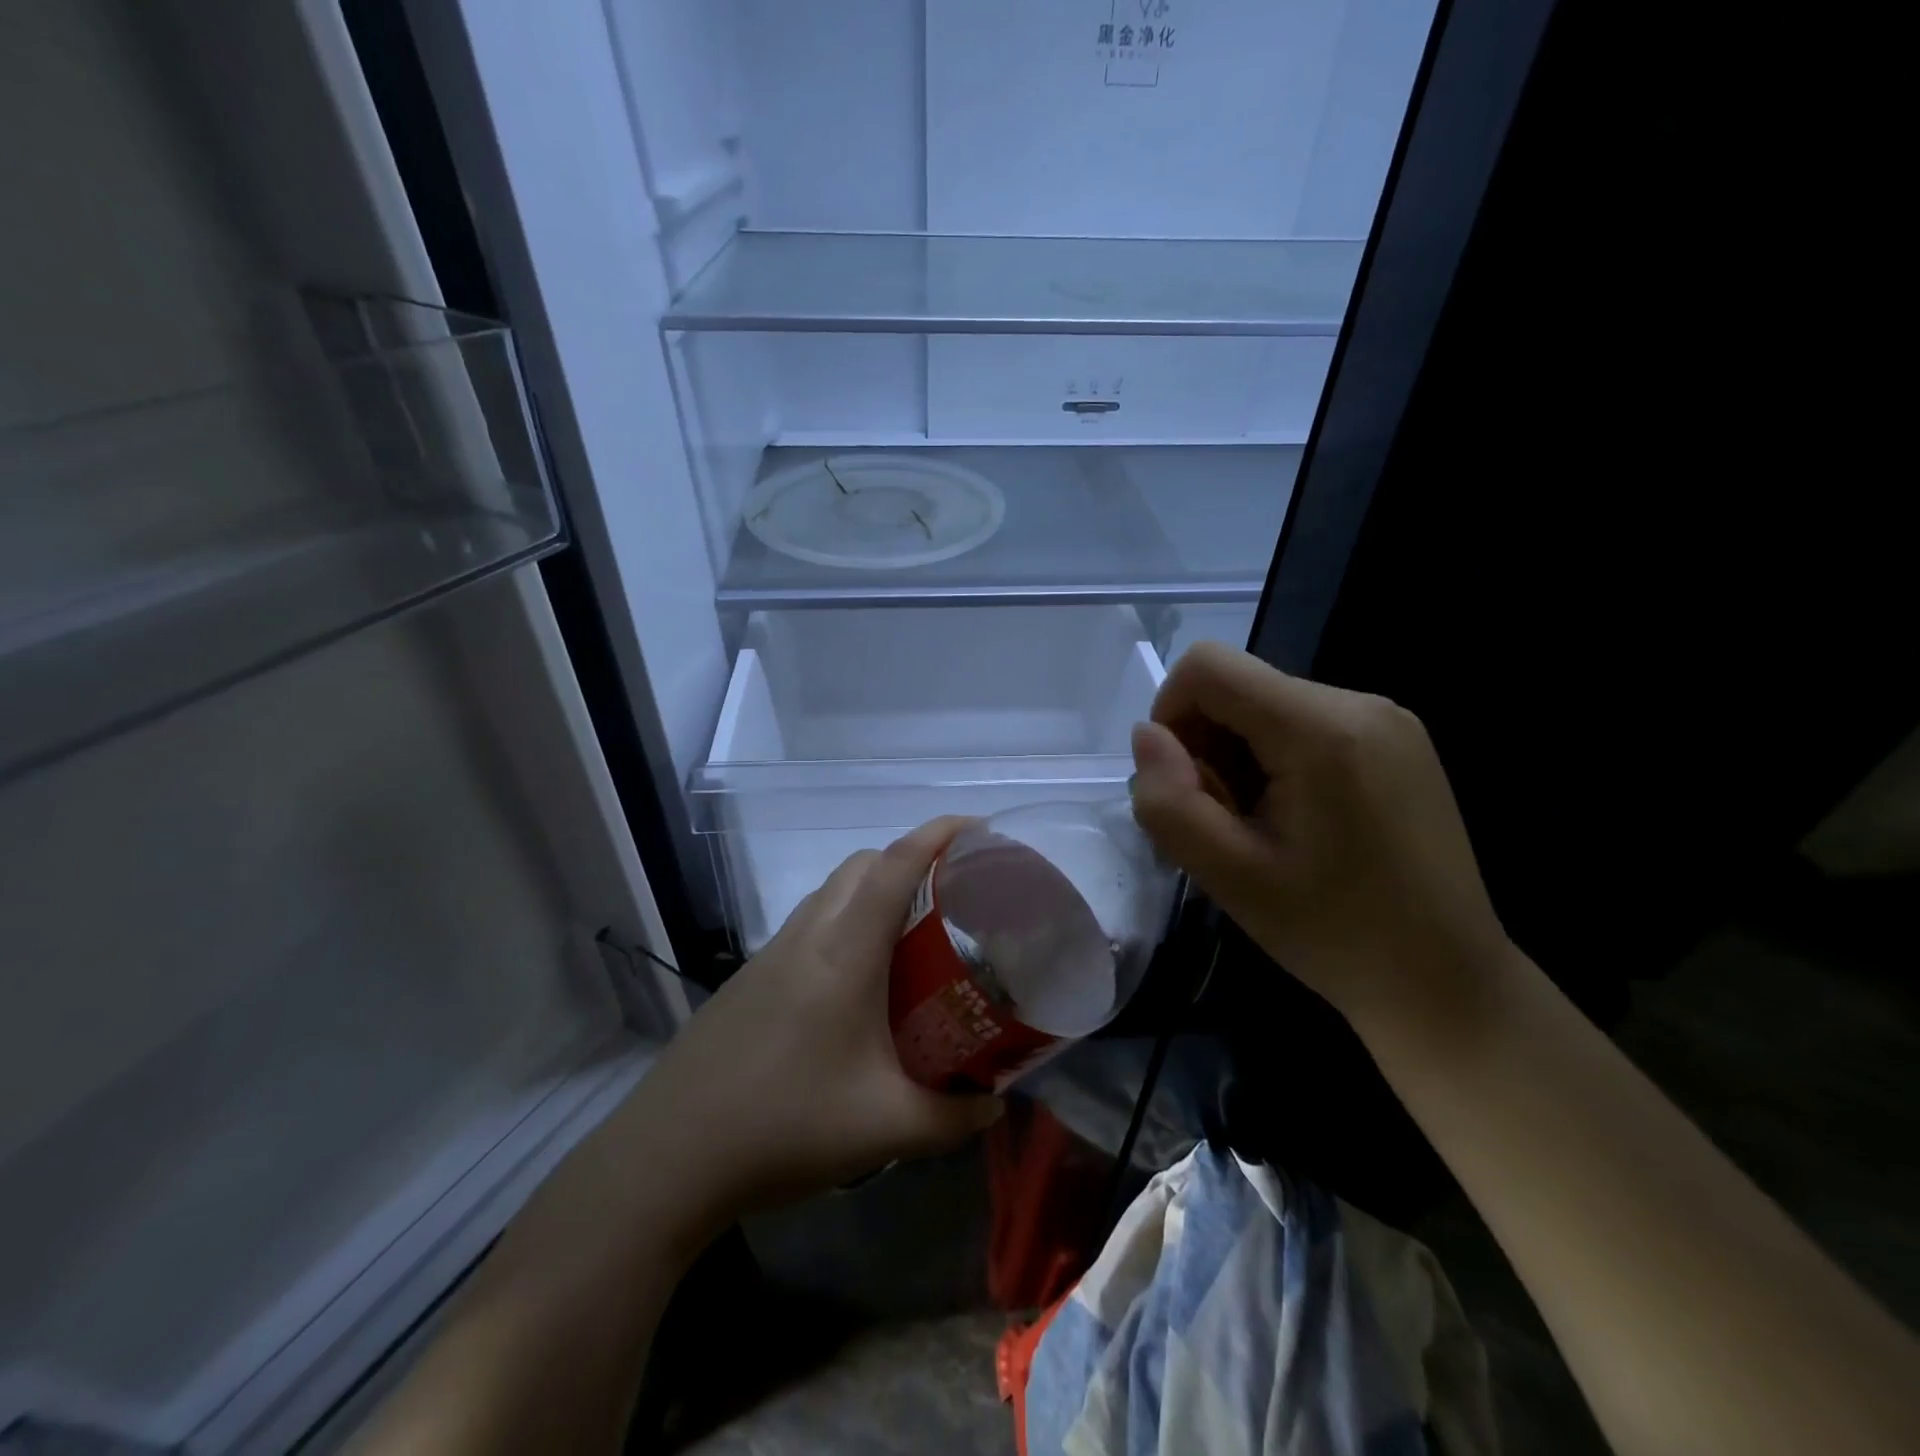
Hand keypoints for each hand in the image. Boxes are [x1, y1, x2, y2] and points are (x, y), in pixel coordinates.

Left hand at [636, 818, 1002, 1225]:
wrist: (669, 1154)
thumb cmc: (785, 1126)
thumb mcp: (886, 1130)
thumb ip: (953, 1117)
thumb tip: (995, 1102)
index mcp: (845, 952)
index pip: (896, 866)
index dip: (938, 834)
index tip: (978, 827)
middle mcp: (808, 935)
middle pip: (862, 864)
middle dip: (910, 858)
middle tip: (952, 895)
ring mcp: (772, 953)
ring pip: (832, 891)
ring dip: (874, 889)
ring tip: (911, 935)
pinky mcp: (751, 976)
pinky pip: (810, 923)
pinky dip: (844, 922)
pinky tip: (857, 982)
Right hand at [1128, 643, 1513, 1034]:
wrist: (1446, 982)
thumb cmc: (1334, 933)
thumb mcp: (1228, 876)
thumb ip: (1169, 801)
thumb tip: (1146, 737)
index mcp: (1321, 728)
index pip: (1208, 665)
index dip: (1171, 714)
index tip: (1182, 785)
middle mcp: (1360, 702)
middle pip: (1238, 686)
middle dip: (1207, 746)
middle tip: (1226, 824)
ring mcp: (1388, 719)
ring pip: (1267, 706)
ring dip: (1239, 758)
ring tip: (1263, 829)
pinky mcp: (1398, 741)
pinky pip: (1304, 724)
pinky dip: (1276, 761)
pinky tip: (1297, 822)